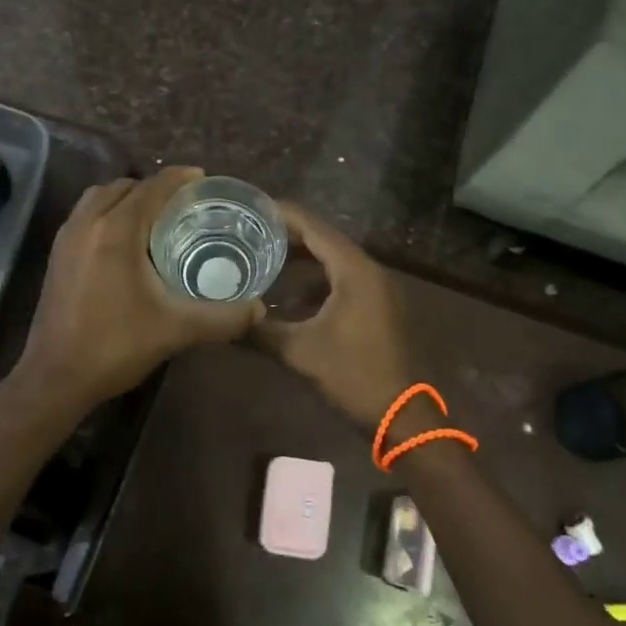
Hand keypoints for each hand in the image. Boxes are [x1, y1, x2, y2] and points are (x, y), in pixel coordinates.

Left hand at [12, 167, 262, 416]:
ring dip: (129, 197)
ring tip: (156, 217)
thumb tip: (259, 310)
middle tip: (185, 203)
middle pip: (125, 186)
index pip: (152, 187)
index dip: (180, 178)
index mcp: (116, 231)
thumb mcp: (176, 330)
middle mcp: (87, 223)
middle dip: (155, 187)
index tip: (205, 180)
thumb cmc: (115, 346)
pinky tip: (127, 241)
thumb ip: (222, 318)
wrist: (55, 378)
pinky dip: (109, 212)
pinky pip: (86, 215)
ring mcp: (66, 238)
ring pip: (100, 197)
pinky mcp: (57, 255)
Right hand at [255, 202, 414, 430]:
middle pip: (323, 240)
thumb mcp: (300, 353)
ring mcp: (376, 289)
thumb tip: (222, 321)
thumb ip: (260, 331)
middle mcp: (368, 270)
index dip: (280, 215)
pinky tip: (287, 300)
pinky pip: (342, 282)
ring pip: (332, 263)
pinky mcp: (377, 308)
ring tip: (261, 261)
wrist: (403, 416)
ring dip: (300, 262)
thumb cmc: (353, 376)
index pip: (312, 227)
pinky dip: (315, 283)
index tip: (248, 208)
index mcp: (354, 270)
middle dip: (286, 237)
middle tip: (247, 234)